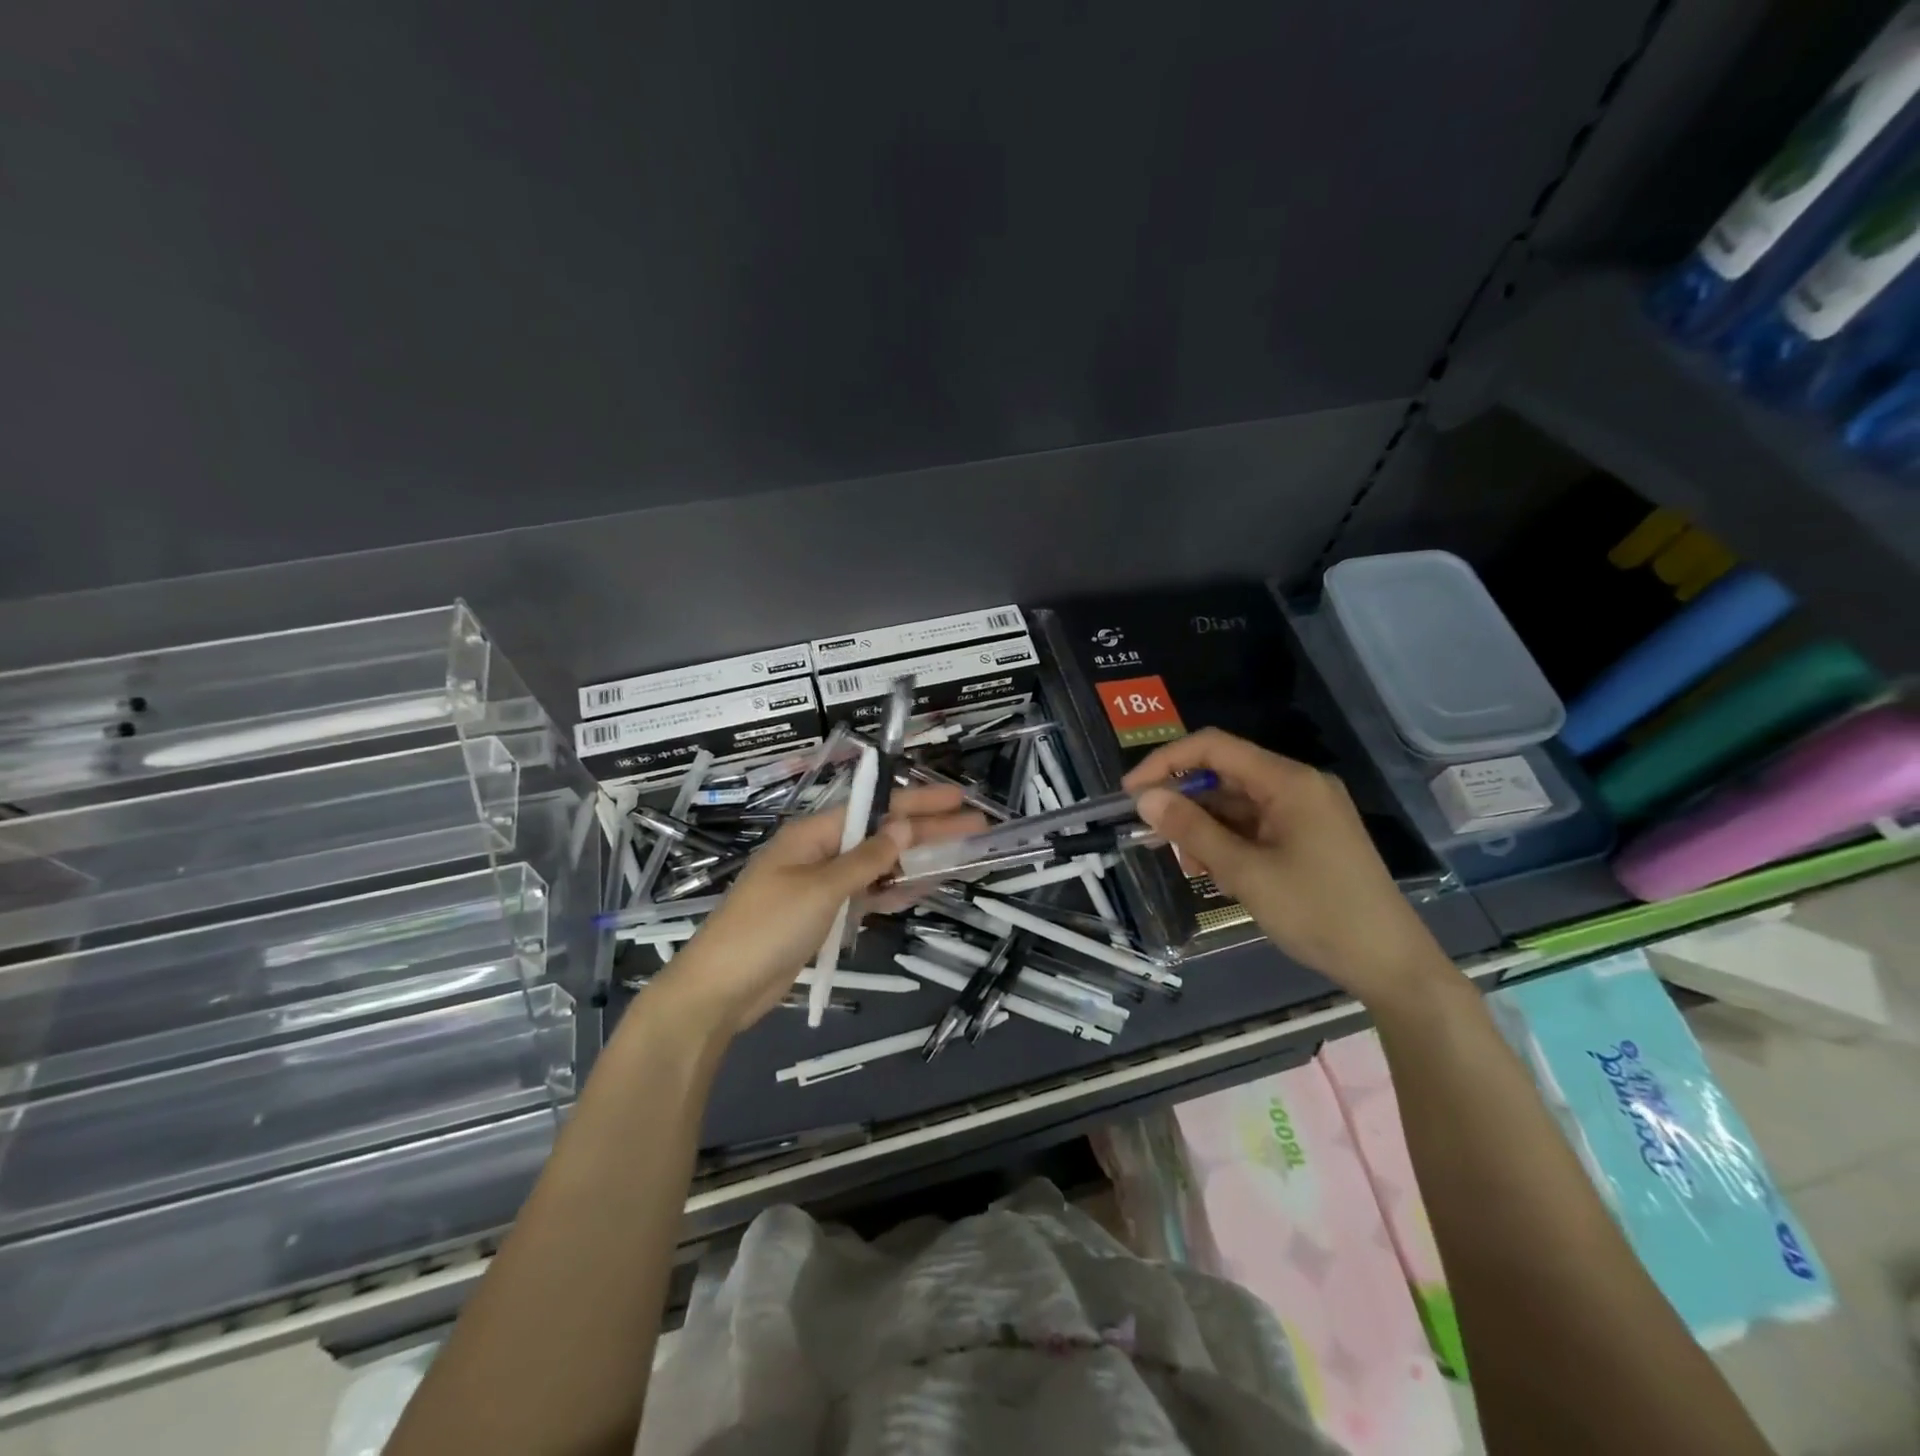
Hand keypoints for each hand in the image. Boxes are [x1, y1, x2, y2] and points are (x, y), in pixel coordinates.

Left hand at [650, 784, 986, 1035]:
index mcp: (814, 834)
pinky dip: (895, 892)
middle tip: (976, 829)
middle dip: (928, 831)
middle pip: (882, 836)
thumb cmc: (766, 929)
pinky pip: (868, 897)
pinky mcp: (825, 918)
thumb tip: (904, 825)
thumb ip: (866, 860)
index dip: (919, 803)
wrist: (721, 990)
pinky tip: (925, 887)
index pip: (875, 809)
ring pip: (879, 867)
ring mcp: (823, 887)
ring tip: (961, 857)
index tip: (957, 799)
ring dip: (917, 862)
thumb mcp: (820, 889)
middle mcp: (820, 853)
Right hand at [1122, 728, 1450, 1005]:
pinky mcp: (1309, 837)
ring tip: (1194, 868)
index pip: (1214, 748)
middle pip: (1224, 776)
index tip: (1132, 794)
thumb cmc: (1318, 912)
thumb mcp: (1245, 872)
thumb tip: (1145, 798)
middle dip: (1186, 804)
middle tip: (1156, 840)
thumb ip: (1192, 830)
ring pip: (1237, 805)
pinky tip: (1220, 875)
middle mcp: (1298, 786)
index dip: (1166, 762)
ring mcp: (1306, 812)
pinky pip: (1256, 826)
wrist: (1391, 964)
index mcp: (1288, 781)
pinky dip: (1230, 844)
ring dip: (1206, 829)